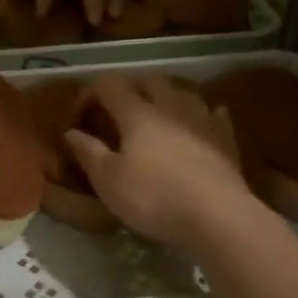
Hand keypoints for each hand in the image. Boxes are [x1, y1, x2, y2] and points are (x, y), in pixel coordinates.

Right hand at [65, 75, 249, 245]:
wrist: (218, 218)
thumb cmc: (154, 198)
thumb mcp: (108, 181)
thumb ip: (88, 152)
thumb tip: (71, 132)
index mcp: (137, 113)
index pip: (108, 85)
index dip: (88, 95)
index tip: (78, 120)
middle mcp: (170, 107)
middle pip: (149, 80)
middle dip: (130, 88)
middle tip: (117, 111)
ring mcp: (202, 121)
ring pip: (183, 93)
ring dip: (167, 97)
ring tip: (157, 114)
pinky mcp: (226, 141)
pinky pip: (215, 115)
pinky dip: (203, 115)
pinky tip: (202, 122)